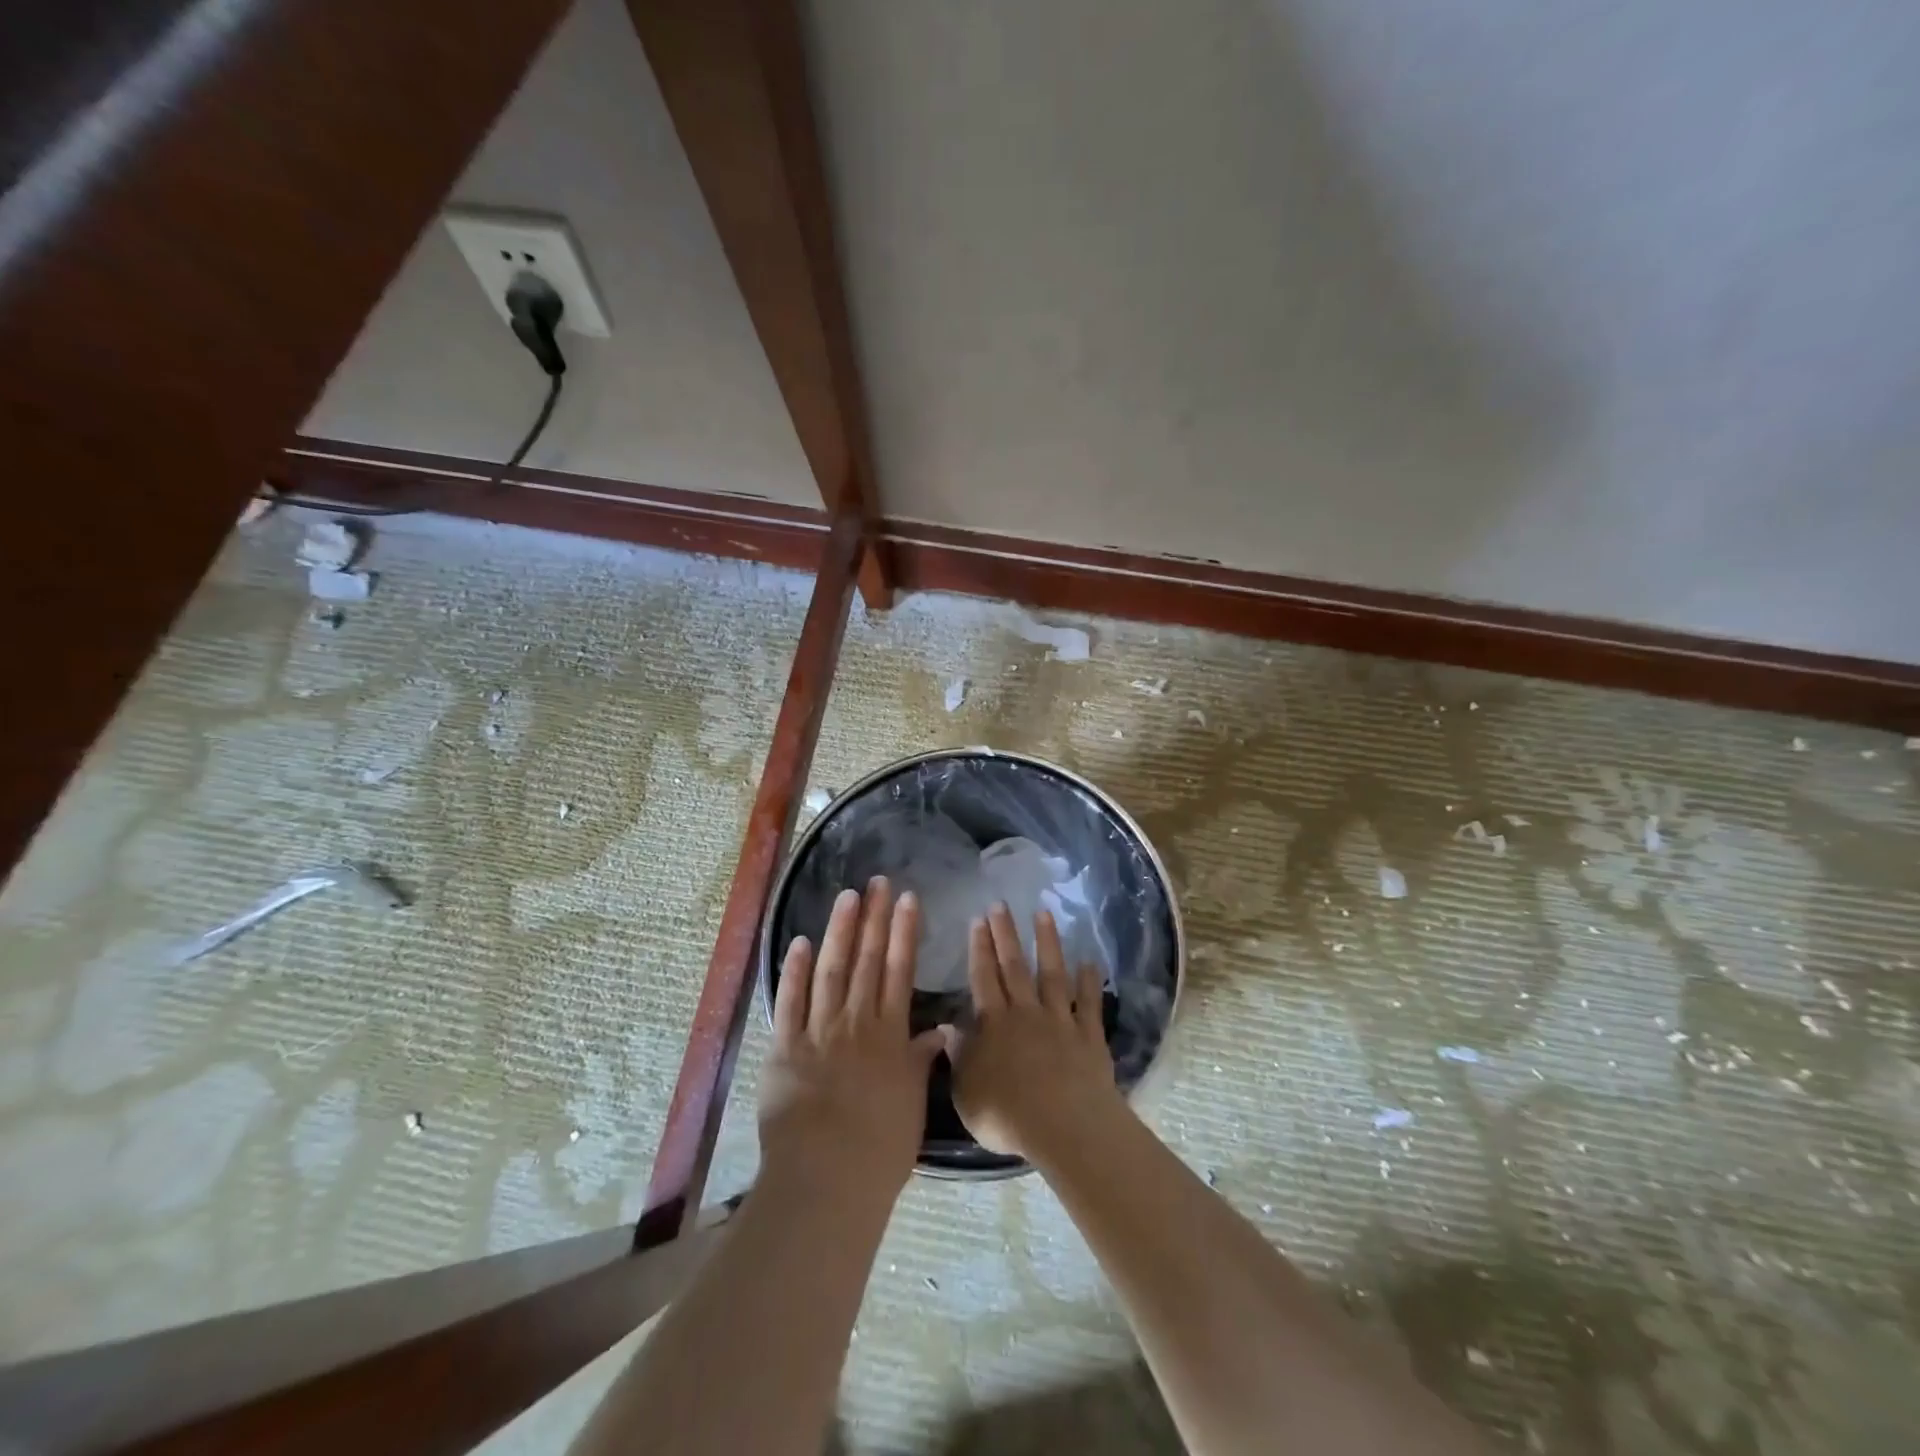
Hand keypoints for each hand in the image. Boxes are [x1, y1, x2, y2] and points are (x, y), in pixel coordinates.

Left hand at [759, 878, 945, 1207]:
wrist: (826, 1177)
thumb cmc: (879, 1148)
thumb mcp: (911, 1103)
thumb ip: (920, 1061)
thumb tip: (938, 1030)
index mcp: (889, 1034)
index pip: (900, 970)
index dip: (904, 932)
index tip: (908, 899)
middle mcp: (856, 1021)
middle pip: (867, 960)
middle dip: (874, 918)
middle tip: (878, 882)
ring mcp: (818, 1030)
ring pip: (831, 970)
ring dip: (839, 931)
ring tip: (848, 897)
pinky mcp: (784, 1046)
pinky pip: (790, 1000)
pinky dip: (794, 970)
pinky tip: (801, 942)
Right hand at [947, 902, 1123, 1160]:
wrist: (1064, 1126)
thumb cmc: (1007, 1115)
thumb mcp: (966, 1092)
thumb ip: (958, 1057)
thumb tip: (947, 1027)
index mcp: (994, 1024)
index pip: (983, 978)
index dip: (979, 948)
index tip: (978, 920)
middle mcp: (1025, 1013)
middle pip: (1014, 967)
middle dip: (1006, 934)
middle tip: (1001, 905)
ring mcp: (1059, 1020)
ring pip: (1051, 974)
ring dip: (1047, 943)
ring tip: (1043, 914)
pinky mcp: (1088, 1035)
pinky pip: (1088, 1003)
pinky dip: (1089, 982)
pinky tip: (1089, 962)